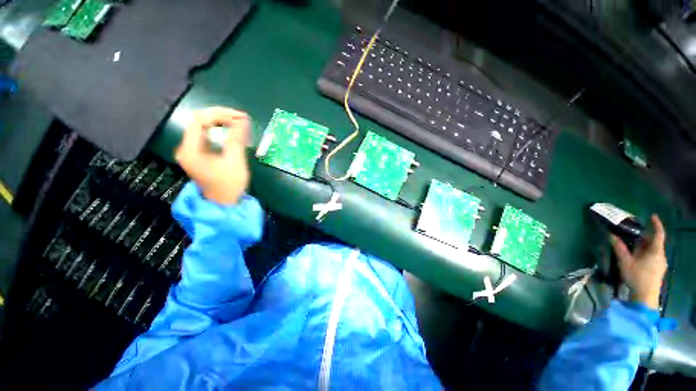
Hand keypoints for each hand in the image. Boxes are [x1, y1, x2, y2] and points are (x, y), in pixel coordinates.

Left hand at [175, 107, 249, 204]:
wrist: (224, 204)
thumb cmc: (229, 185)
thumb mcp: (235, 162)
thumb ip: (237, 139)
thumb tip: (243, 120)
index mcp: (190, 150)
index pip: (199, 120)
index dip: (220, 114)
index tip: (240, 117)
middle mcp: (186, 147)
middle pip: (199, 121)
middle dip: (221, 116)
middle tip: (242, 118)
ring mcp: (192, 151)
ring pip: (203, 127)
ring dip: (221, 122)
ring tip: (240, 122)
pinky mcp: (199, 154)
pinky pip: (207, 135)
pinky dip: (220, 130)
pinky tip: (232, 130)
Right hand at [611, 215, 666, 309]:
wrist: (645, 296)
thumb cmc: (636, 277)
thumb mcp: (625, 262)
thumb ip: (619, 248)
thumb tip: (611, 235)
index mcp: (655, 251)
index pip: (658, 234)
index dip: (656, 224)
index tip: (652, 216)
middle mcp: (660, 255)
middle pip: (655, 242)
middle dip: (646, 236)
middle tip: (635, 233)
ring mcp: (660, 263)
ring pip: (653, 250)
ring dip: (645, 245)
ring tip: (634, 244)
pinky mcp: (657, 269)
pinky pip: (653, 256)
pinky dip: (646, 252)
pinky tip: (637, 256)